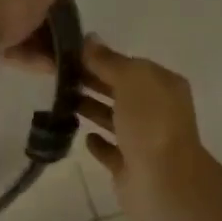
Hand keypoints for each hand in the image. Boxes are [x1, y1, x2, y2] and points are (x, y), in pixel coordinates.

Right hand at [69, 37, 206, 220]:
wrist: (163, 181)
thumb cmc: (150, 122)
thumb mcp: (131, 79)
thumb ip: (109, 60)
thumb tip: (89, 40)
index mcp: (163, 85)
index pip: (130, 65)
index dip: (102, 58)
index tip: (69, 53)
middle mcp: (156, 111)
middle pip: (121, 90)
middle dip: (94, 81)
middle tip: (58, 75)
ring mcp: (144, 141)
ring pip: (114, 119)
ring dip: (92, 109)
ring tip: (62, 100)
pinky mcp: (129, 167)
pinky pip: (111, 151)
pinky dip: (98, 143)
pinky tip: (82, 135)